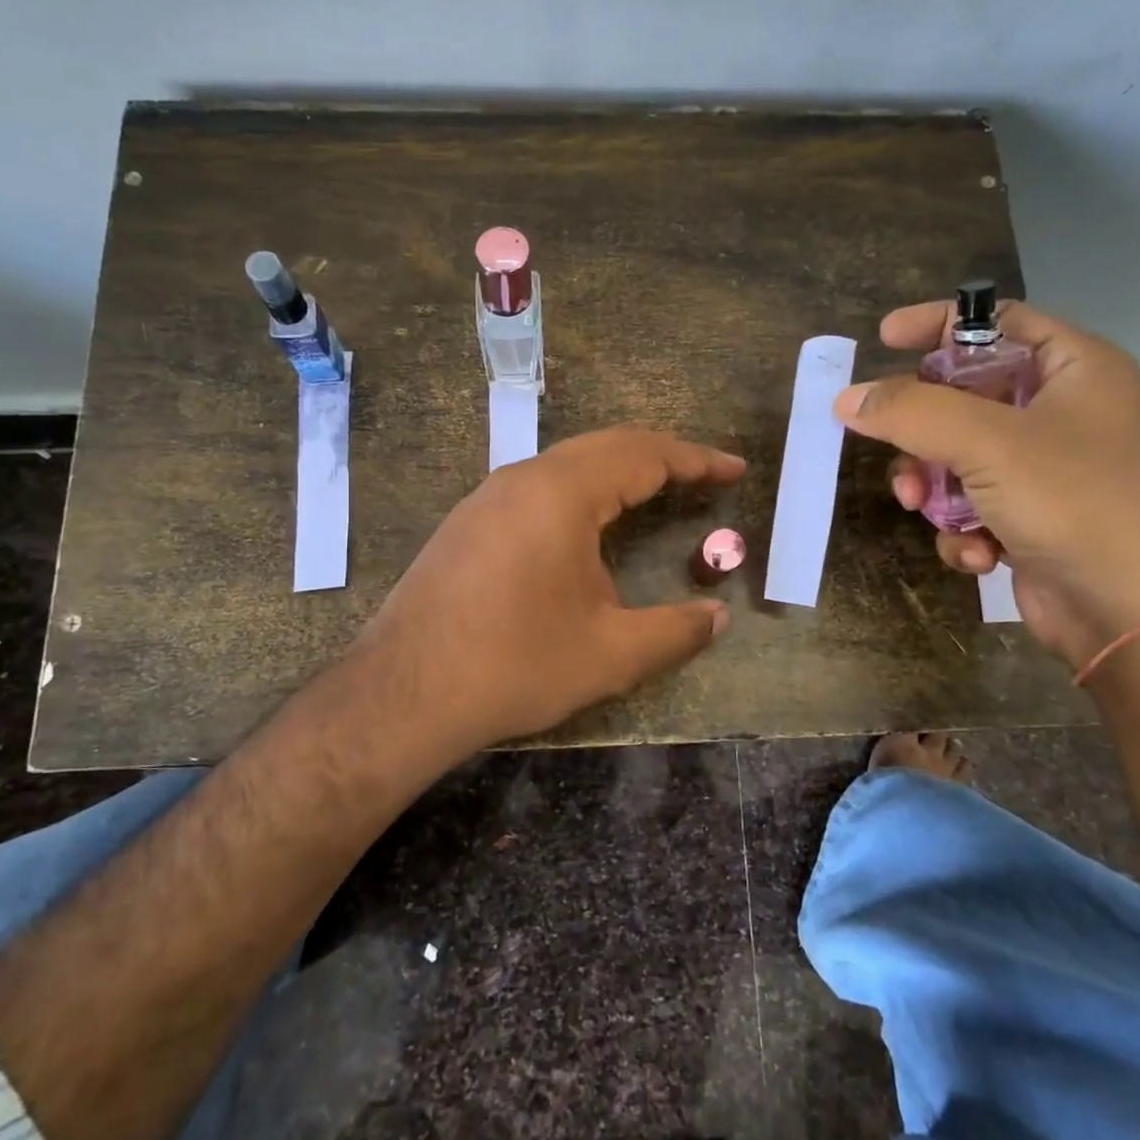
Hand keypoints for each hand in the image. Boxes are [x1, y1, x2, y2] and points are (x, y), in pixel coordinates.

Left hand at [352, 427, 744, 752]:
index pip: (643, 455)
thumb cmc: (515, 665)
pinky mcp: (468, 523)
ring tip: (656, 492)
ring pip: (568, 463)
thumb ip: (675, 631)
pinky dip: (582, 491)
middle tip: (704, 476)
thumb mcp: (609, 653)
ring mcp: (487, 497)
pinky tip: (588, 525)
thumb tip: (718, 618)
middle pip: (606, 446)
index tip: (735, 469)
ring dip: (618, 470)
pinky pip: (538, 486)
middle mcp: (523, 478)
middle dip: (662, 456)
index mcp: (562, 493)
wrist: (404, 692)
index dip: (696, 460)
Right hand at [834, 300, 1139, 668]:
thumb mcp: (987, 443)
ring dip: (932, 487)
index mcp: (1073, 369)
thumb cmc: (1075, 503)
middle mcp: (1060, 412)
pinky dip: (962, 529)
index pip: (996, 322)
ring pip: (954, 457)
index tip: (882, 339)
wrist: (1134, 614)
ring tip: (926, 511)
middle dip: (922, 432)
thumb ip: (910, 411)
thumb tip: (846, 399)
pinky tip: (978, 554)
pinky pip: (970, 505)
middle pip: (962, 396)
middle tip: (899, 452)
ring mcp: (1045, 469)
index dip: (938, 324)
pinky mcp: (1029, 517)